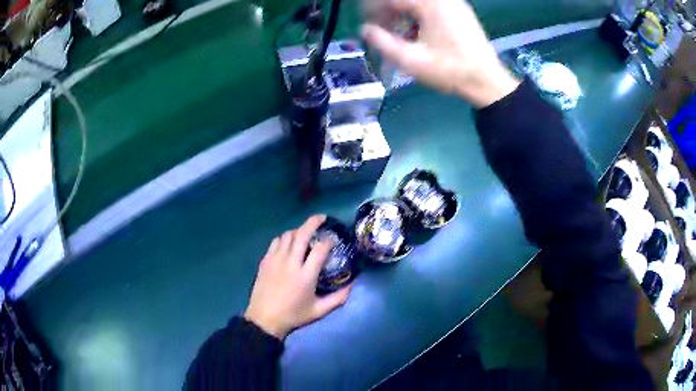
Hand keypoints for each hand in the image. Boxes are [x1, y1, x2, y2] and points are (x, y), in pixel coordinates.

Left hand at [244, 215, 351, 339]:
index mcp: (305, 275)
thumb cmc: (293, 315)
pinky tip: (288, 242)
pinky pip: (276, 242)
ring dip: (298, 230)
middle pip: (302, 234)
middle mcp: (291, 263)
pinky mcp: (265, 261)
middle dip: (313, 222)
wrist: (264, 319)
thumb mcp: (319, 311)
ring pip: (287, 235)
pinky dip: (284, 238)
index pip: (320, 249)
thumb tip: (352, 286)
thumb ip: (338, 299)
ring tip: (305, 232)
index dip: (329, 241)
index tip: (333, 239)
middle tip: (322, 218)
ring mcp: (276, 260)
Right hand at [361, 0, 519, 107]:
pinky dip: (417, 16)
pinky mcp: (460, 11)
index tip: (367, 24)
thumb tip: (365, 29)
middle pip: (406, 0)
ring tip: (398, 35)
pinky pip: (430, 7)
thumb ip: (382, 42)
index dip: (374, 9)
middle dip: (389, 12)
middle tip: (380, 30)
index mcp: (430, 4)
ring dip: (403, 14)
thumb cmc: (450, 71)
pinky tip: (416, 33)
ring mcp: (454, 3)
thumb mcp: (411, 60)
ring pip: (418, 4)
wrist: (487, 81)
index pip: (393, 0)